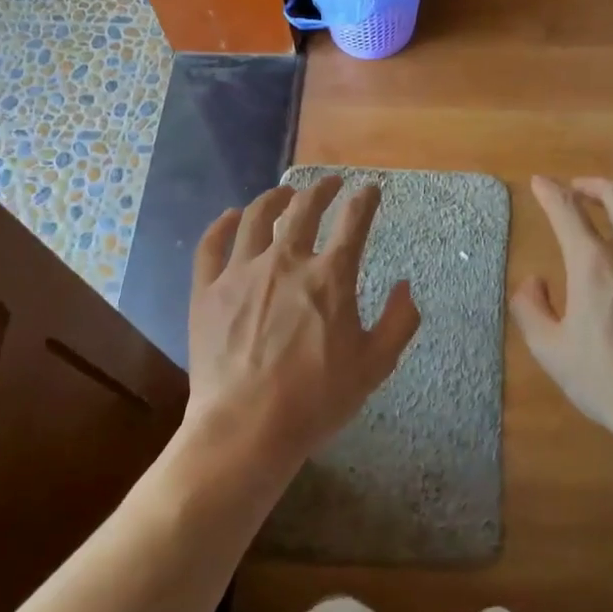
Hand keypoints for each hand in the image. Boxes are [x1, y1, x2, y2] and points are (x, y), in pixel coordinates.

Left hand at [184, 177, 419, 483]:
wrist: (246, 428)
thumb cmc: (316, 400)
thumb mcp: (375, 366)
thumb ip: (398, 322)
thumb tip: (405, 286)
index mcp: (330, 278)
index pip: (354, 222)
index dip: (365, 200)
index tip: (370, 190)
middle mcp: (286, 262)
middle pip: (305, 209)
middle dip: (322, 189)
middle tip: (331, 183)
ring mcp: (241, 273)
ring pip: (257, 217)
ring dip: (275, 197)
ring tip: (285, 192)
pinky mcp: (207, 291)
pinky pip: (212, 245)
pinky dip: (223, 224)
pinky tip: (232, 216)